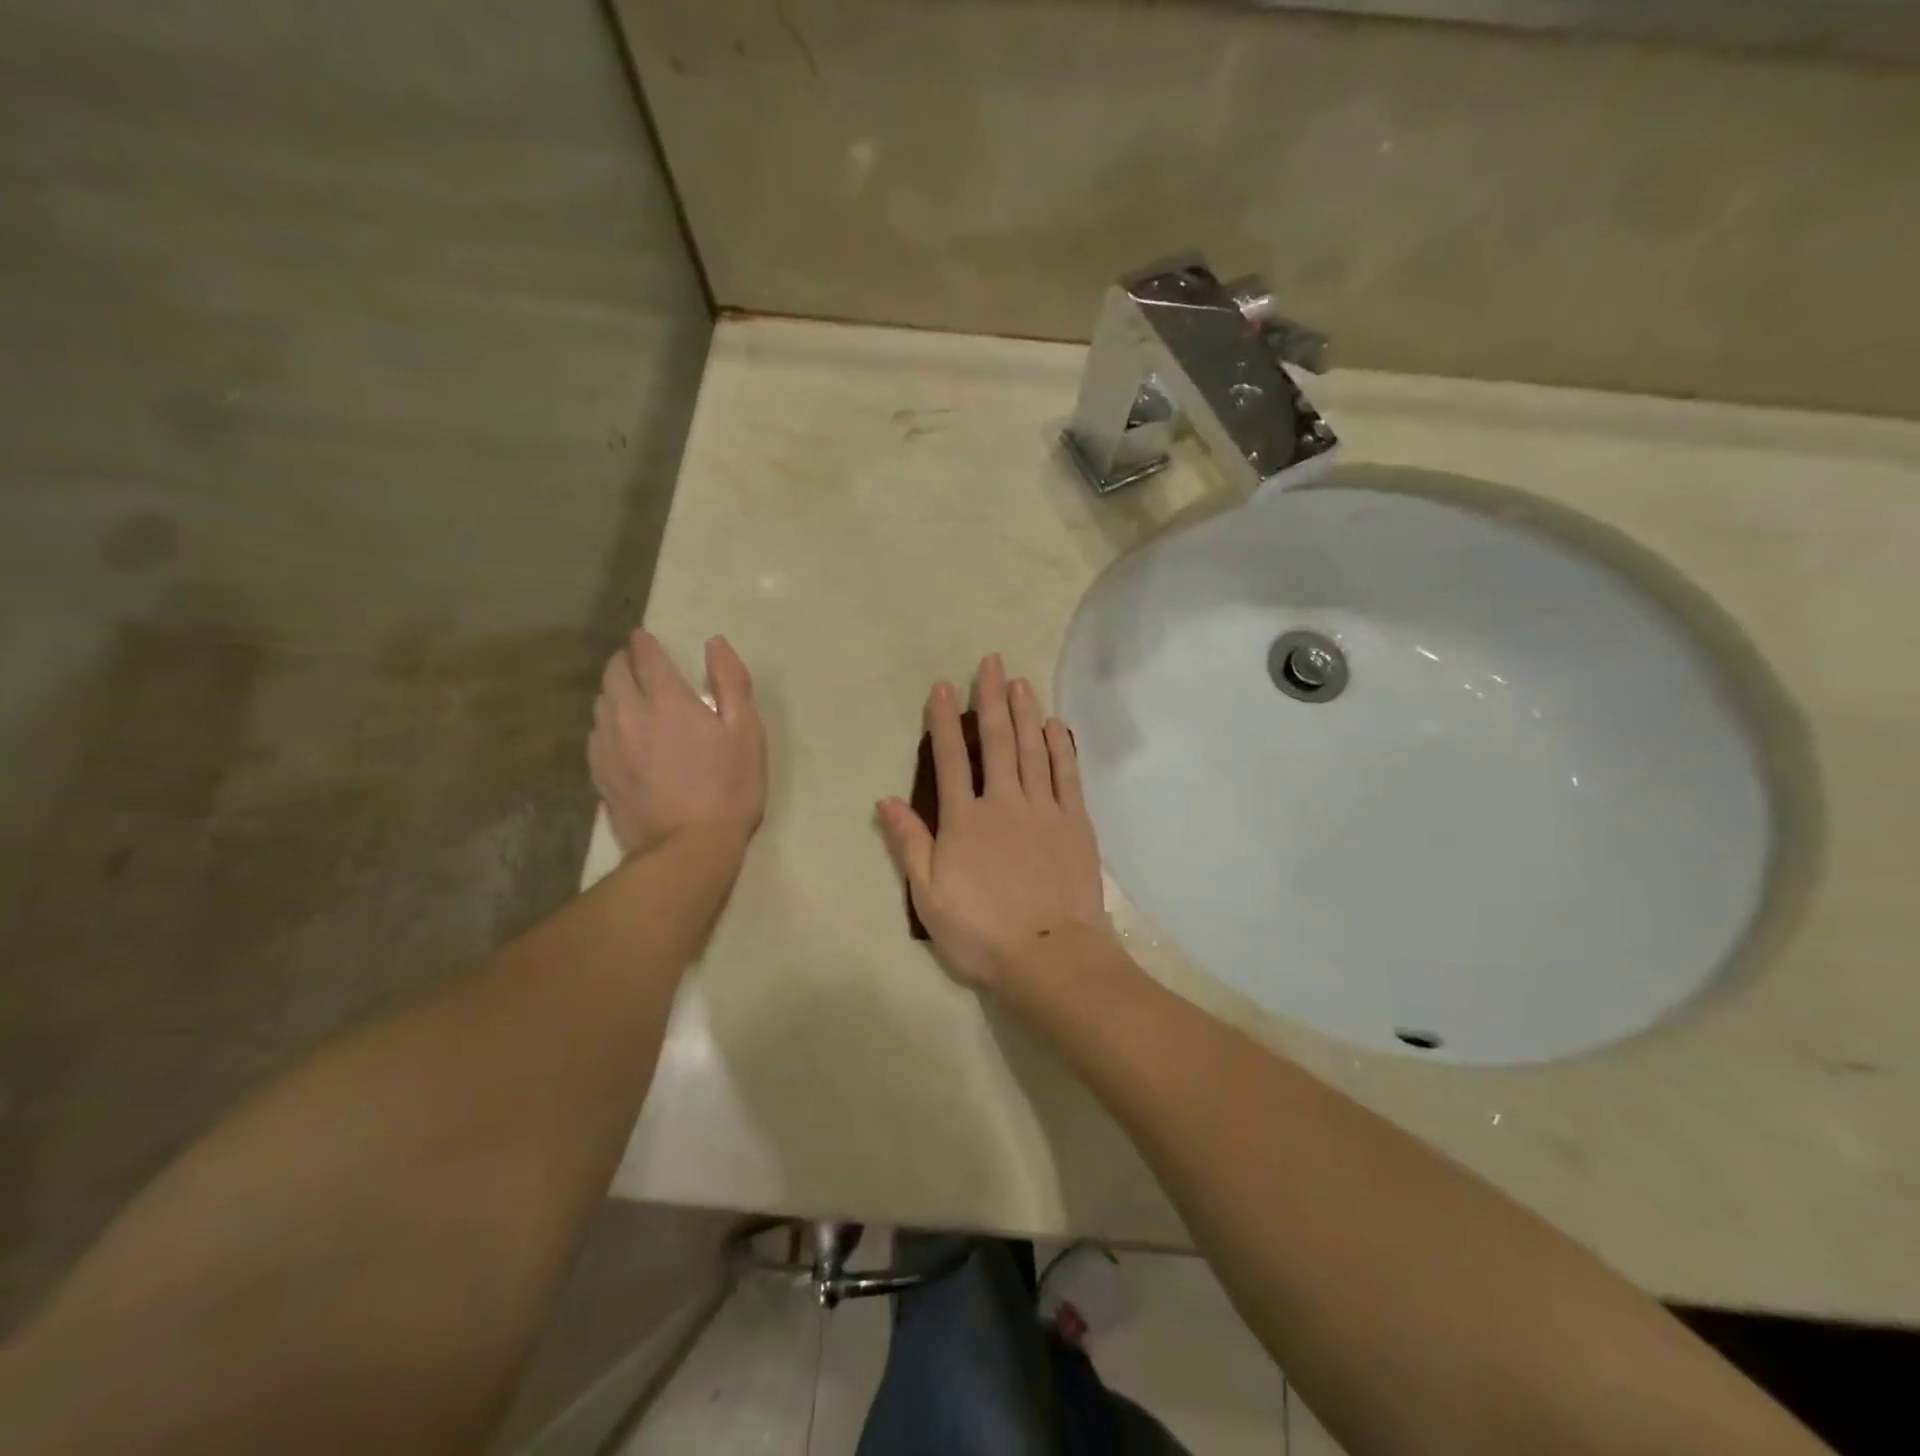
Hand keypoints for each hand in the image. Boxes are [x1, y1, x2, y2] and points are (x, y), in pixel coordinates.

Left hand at [589, 630, 766, 858]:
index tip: (647, 638)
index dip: (645, 642)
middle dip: (625, 662)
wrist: (688, 848)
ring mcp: (607, 745)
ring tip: (631, 698)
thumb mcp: (746, 731)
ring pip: (601, 703)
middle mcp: (627, 713)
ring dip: (614, 692)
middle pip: (613, 673)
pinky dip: (608, 724)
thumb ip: (731, 681)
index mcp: (666, 698)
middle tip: (640, 664)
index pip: (645, 655)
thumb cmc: (729, 787)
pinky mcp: (599, 773)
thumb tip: (715, 643)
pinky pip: (596, 734)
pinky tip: (622, 737)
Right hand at [877, 654, 1108, 989]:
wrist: (1050, 955)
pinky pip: (1067, 775)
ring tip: (1020, 681)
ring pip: (1032, 749)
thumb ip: (909, 843)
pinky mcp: (1075, 822)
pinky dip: (1060, 747)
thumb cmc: (981, 932)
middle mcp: (1004, 802)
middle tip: (991, 661)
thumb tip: (885, 800)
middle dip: (991, 699)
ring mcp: (1044, 809)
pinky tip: (1055, 725)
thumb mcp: (929, 895)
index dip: (944, 720)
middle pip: (995, 741)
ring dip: (1025, 713)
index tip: (943, 686)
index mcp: (965, 820)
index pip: (951, 759)